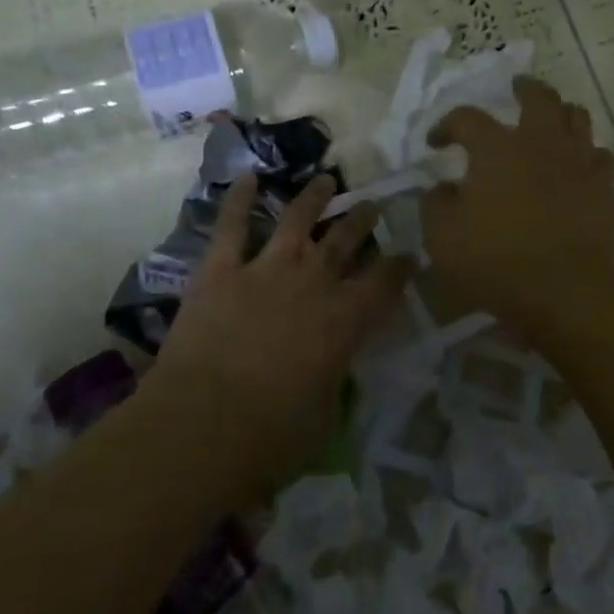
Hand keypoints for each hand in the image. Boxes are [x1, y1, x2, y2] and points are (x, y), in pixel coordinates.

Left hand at [149, 173, 411, 494]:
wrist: (202, 424)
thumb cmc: (271, 436)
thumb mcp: (324, 416)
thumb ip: (332, 380)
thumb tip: (331, 369)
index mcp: (344, 321)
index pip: (385, 284)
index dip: (400, 267)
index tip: (410, 255)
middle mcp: (312, 284)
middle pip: (345, 242)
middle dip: (362, 222)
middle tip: (373, 206)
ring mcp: (264, 271)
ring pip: (296, 221)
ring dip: (313, 198)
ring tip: (326, 180)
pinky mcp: (219, 271)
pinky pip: (232, 226)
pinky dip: (239, 200)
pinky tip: (247, 177)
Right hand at [420, 76, 613, 334]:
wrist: (567, 289)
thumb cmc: (497, 261)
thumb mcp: (442, 238)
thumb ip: (436, 205)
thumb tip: (443, 189)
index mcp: (496, 149)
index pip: (466, 118)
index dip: (447, 125)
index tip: (437, 143)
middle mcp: (539, 143)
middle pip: (537, 97)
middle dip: (524, 88)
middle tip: (516, 87)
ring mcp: (577, 161)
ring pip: (576, 116)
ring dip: (560, 112)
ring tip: (551, 119)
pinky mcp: (604, 186)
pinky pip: (599, 154)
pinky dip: (586, 152)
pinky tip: (578, 164)